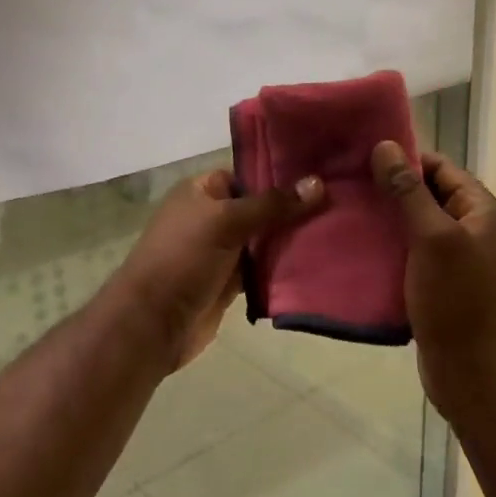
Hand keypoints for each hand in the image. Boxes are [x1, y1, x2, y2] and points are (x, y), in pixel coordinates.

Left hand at [105, 168, 323, 373]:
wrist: (153, 323)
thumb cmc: (183, 258)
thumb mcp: (226, 221)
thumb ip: (272, 205)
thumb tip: (318, 183)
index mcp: (202, 191)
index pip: (248, 173)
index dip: (281, 174)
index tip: (322, 173)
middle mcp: (212, 217)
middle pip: (261, 207)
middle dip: (294, 208)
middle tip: (341, 203)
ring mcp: (222, 251)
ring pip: (265, 239)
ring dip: (293, 239)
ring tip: (339, 229)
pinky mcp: (231, 283)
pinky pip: (264, 268)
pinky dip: (284, 267)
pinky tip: (319, 260)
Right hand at [370, 143, 495, 414]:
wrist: (473, 373)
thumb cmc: (457, 300)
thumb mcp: (433, 238)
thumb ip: (409, 191)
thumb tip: (386, 146)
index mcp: (484, 212)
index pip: (442, 169)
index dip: (405, 159)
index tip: (363, 157)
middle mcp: (476, 231)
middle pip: (430, 195)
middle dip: (391, 189)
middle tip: (347, 185)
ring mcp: (460, 260)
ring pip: (418, 226)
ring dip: (388, 219)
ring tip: (347, 212)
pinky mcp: (442, 286)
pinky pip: (414, 254)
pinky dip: (391, 248)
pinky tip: (359, 248)